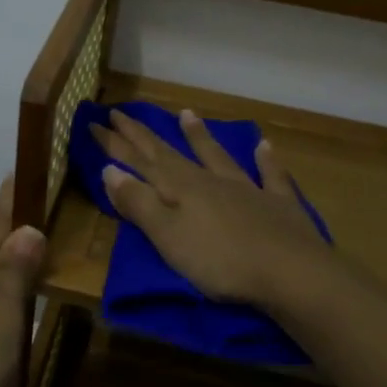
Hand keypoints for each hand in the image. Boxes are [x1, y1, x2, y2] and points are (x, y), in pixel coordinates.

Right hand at [92, 109, 333, 309]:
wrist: (291, 273)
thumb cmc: (220, 261)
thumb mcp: (167, 236)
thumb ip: (139, 203)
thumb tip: (109, 170)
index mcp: (181, 189)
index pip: (141, 161)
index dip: (116, 144)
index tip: (95, 122)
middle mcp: (210, 181)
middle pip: (170, 154)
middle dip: (143, 136)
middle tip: (121, 113)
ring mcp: (247, 190)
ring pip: (217, 157)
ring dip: (200, 136)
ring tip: (187, 114)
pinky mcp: (278, 206)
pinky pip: (270, 176)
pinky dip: (266, 160)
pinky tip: (265, 146)